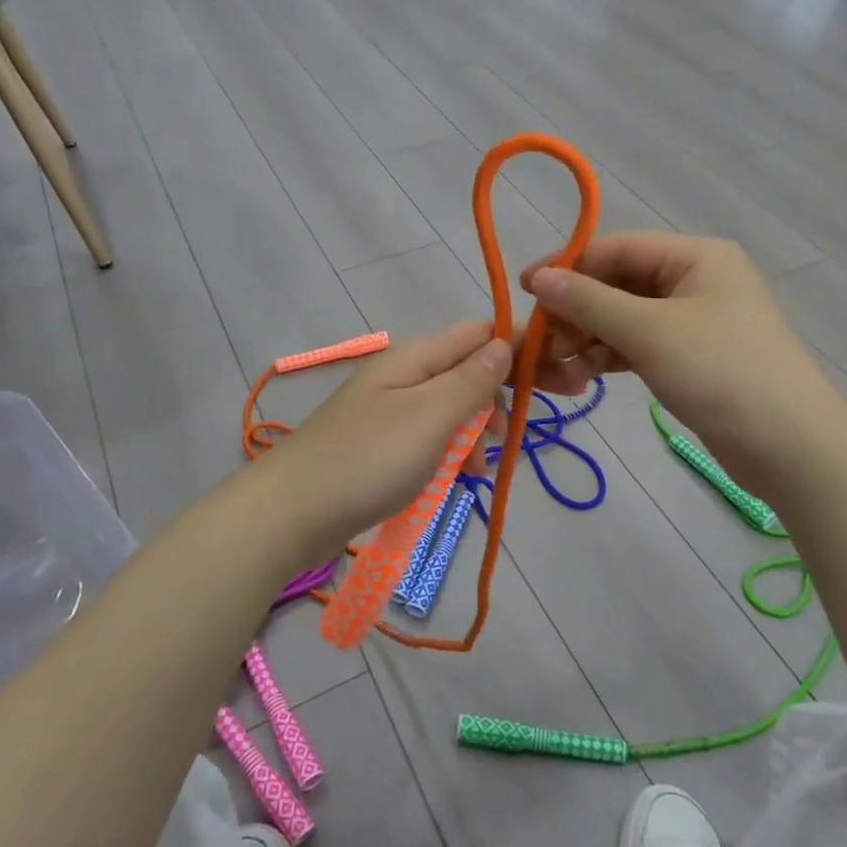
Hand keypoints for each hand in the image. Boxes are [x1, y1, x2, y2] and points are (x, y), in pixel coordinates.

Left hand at [270, 321, 510, 549]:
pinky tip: (457, 478)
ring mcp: (389, 410)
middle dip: (498, 396)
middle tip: (514, 433)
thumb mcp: (430, 417)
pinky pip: (429, 436)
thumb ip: (471, 380)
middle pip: (466, 369)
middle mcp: (403, 374)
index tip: (557, 373)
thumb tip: (504, 344)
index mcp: (414, 357)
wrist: (289, 514)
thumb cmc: (368, 460)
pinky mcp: (381, 443)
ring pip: (450, 407)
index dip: (519, 346)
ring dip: (474, 432)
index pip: (479, 332)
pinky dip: (449, 452)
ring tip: (479, 468)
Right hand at [521, 233, 839, 499]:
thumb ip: (590, 302)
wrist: (789, 447)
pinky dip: (609, 357)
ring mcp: (692, 320)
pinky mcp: (689, 357)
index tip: (524, 291)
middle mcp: (694, 279)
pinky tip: (583, 376)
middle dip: (576, 311)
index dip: (567, 267)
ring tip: (557, 366)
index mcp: (694, 256)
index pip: (616, 248)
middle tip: (541, 344)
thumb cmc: (720, 373)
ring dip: (588, 337)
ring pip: (624, 317)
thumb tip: (538, 277)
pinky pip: (637, 345)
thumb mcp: (649, 332)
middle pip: (617, 283)